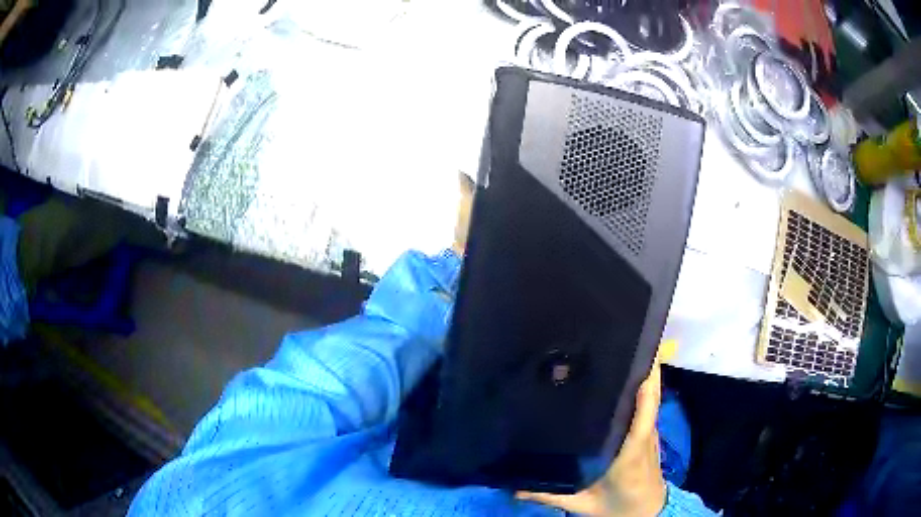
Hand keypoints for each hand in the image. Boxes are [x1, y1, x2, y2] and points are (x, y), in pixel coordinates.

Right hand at [516, 345, 673, 515]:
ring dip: (644, 368)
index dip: (644, 383)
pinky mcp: (649, 431)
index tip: (633, 353)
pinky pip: (648, 402)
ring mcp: (650, 431)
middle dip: (641, 363)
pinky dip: (643, 382)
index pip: (642, 412)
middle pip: (650, 393)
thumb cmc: (617, 505)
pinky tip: (625, 370)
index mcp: (630, 451)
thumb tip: (513, 488)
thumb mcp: (581, 504)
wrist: (646, 512)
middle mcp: (644, 434)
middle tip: (619, 335)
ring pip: (651, 394)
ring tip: (621, 343)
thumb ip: (549, 495)